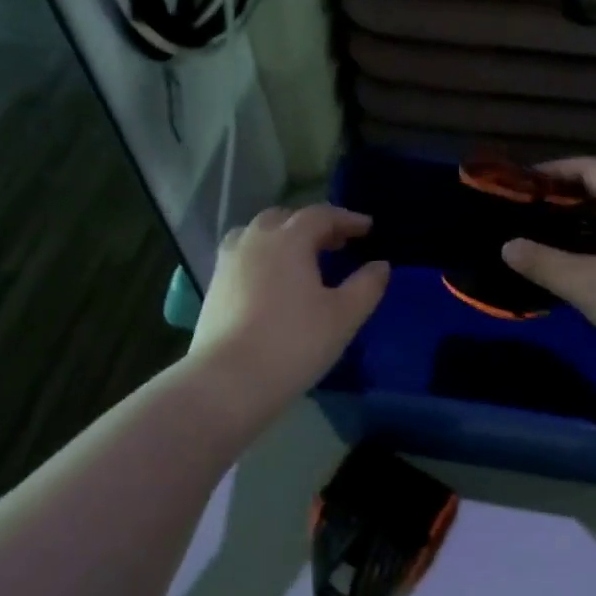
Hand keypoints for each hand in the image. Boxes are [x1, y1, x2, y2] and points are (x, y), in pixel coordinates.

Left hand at [187, 205, 389, 418]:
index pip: (321, 215)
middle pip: (285, 219)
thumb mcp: (343, 316)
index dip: (347, 219)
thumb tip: (380, 266)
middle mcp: (254, 240)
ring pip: (258, 235)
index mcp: (288, 239)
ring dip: (283, 239)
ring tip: (302, 259)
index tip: (368, 228)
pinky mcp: (214, 287)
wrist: (229, 380)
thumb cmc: (294, 343)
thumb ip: (367, 286)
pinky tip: (274, 283)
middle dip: (314, 226)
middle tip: (337, 243)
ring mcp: (228, 262)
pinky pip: (243, 257)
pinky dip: (264, 258)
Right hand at [501, 158, 595, 376]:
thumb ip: (542, 262)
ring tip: (548, 236)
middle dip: (565, 194)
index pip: (592, 167)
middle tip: (530, 212)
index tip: (526, 184)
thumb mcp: (582, 283)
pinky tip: (580, 264)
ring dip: (582, 219)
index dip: (557, 169)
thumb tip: (508, 246)